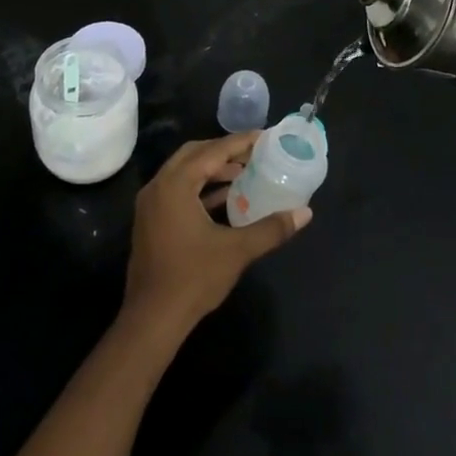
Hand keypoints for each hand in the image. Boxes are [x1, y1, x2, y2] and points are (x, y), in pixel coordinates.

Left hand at [121, 135, 309, 342]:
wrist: (152, 319)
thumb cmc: (193, 278)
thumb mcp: (237, 251)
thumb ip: (271, 228)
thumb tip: (305, 213)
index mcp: (175, 185)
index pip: (212, 151)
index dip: (240, 142)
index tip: (265, 137)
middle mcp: (158, 186)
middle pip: (194, 154)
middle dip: (224, 151)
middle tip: (254, 154)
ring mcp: (151, 204)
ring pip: (184, 172)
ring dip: (212, 169)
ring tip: (244, 174)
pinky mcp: (151, 221)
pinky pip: (177, 190)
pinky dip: (200, 187)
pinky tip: (225, 199)